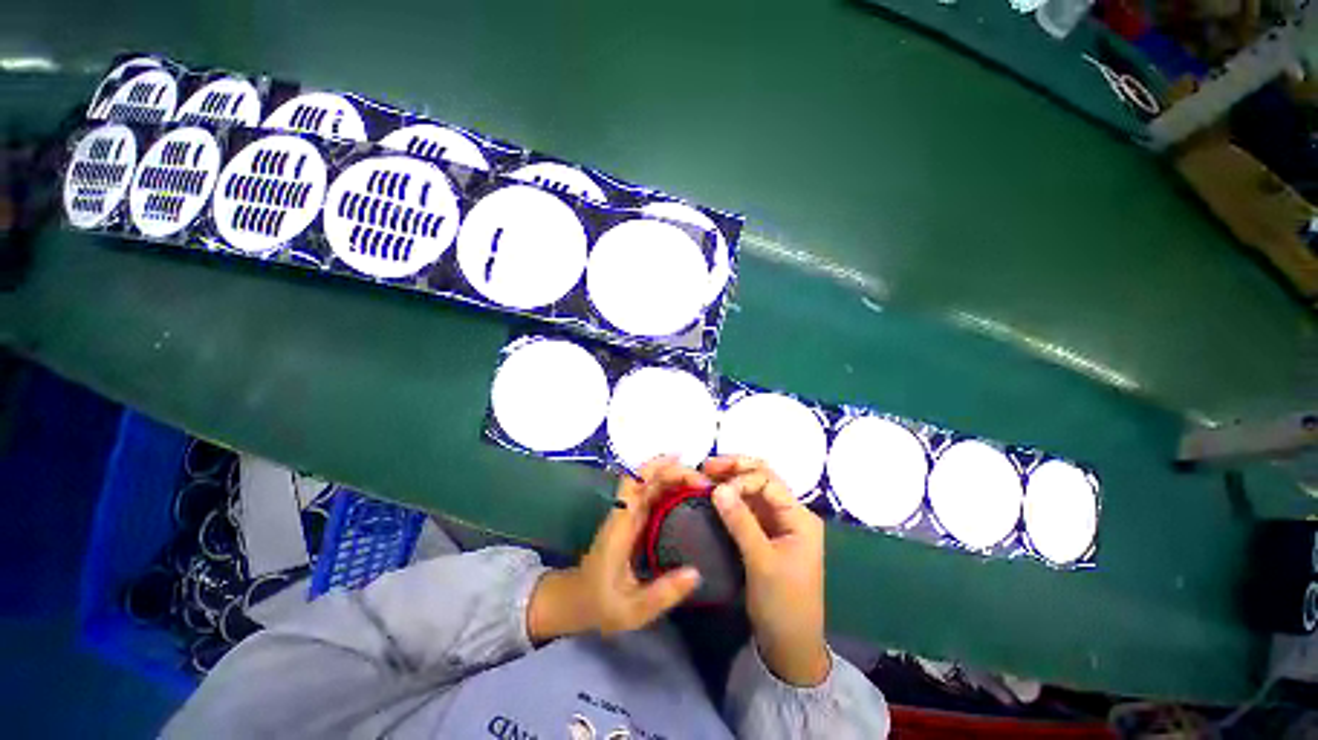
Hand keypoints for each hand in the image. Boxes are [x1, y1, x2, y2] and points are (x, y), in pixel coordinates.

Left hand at [528, 457, 705, 642]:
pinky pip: (652, 500)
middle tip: (711, 484)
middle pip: (645, 480)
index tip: (697, 477)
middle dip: (677, 473)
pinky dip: (672, 492)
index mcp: (620, 530)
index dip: (662, 471)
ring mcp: (626, 521)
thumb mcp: (633, 609)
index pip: (636, 486)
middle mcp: (622, 519)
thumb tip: (696, 573)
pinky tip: (693, 500)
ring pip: (649, 487)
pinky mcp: (632, 528)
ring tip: (709, 487)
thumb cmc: (600, 606)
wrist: (573, 604)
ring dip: (676, 480)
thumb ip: (662, 593)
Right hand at [705, 455, 830, 686]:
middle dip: (736, 472)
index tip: (708, 481)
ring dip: (733, 487)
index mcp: (801, 518)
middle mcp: (794, 519)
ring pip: (756, 499)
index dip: (740, 475)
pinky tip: (713, 505)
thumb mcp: (761, 561)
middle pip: (765, 484)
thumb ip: (741, 523)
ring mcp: (781, 532)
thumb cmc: (782, 600)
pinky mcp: (769, 545)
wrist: (790, 639)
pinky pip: (752, 518)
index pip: (769, 482)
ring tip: (702, 481)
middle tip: (702, 468)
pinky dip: (734, 508)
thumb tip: (719, 487)